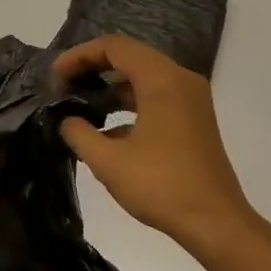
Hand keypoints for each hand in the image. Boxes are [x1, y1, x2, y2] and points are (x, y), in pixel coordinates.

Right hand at [53, 35, 252, 247]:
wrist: (215, 223)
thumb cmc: (161, 187)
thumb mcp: (109, 162)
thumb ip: (79, 133)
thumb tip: (66, 120)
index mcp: (162, 80)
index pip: (115, 47)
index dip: (80, 55)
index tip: (54, 75)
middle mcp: (180, 79)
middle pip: (130, 56)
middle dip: (93, 66)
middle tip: (63, 85)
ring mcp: (191, 98)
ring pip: (143, 75)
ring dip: (110, 84)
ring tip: (78, 101)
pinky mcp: (193, 117)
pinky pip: (156, 94)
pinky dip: (129, 100)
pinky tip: (105, 126)